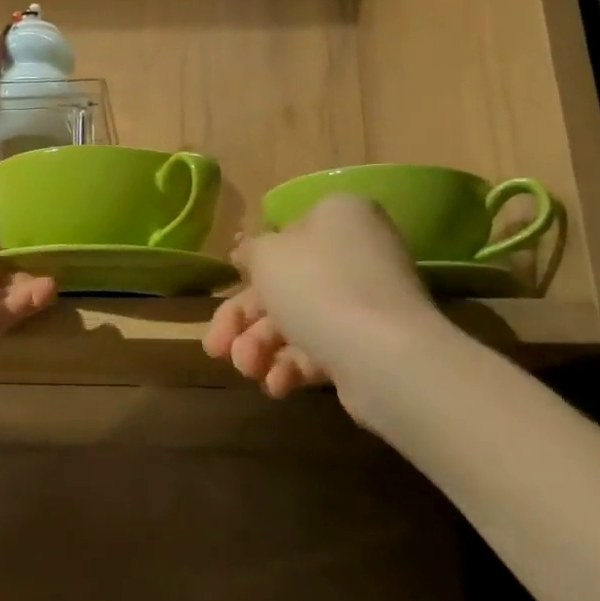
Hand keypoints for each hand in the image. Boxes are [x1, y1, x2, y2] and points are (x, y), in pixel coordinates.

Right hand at [204, 196, 431, 396]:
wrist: (384, 355)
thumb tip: (249, 252)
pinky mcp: (370, 344)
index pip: (284, 236)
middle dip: (244, 322)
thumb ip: (251, 251)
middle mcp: (355, 252)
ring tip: (247, 370)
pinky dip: (292, 366)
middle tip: (215, 349)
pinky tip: (277, 385)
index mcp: (337, 216)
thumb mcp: (267, 256)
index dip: (250, 268)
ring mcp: (366, 301)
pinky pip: (322, 348)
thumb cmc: (317, 287)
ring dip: (262, 347)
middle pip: (285, 285)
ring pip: (298, 321)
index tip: (226, 292)